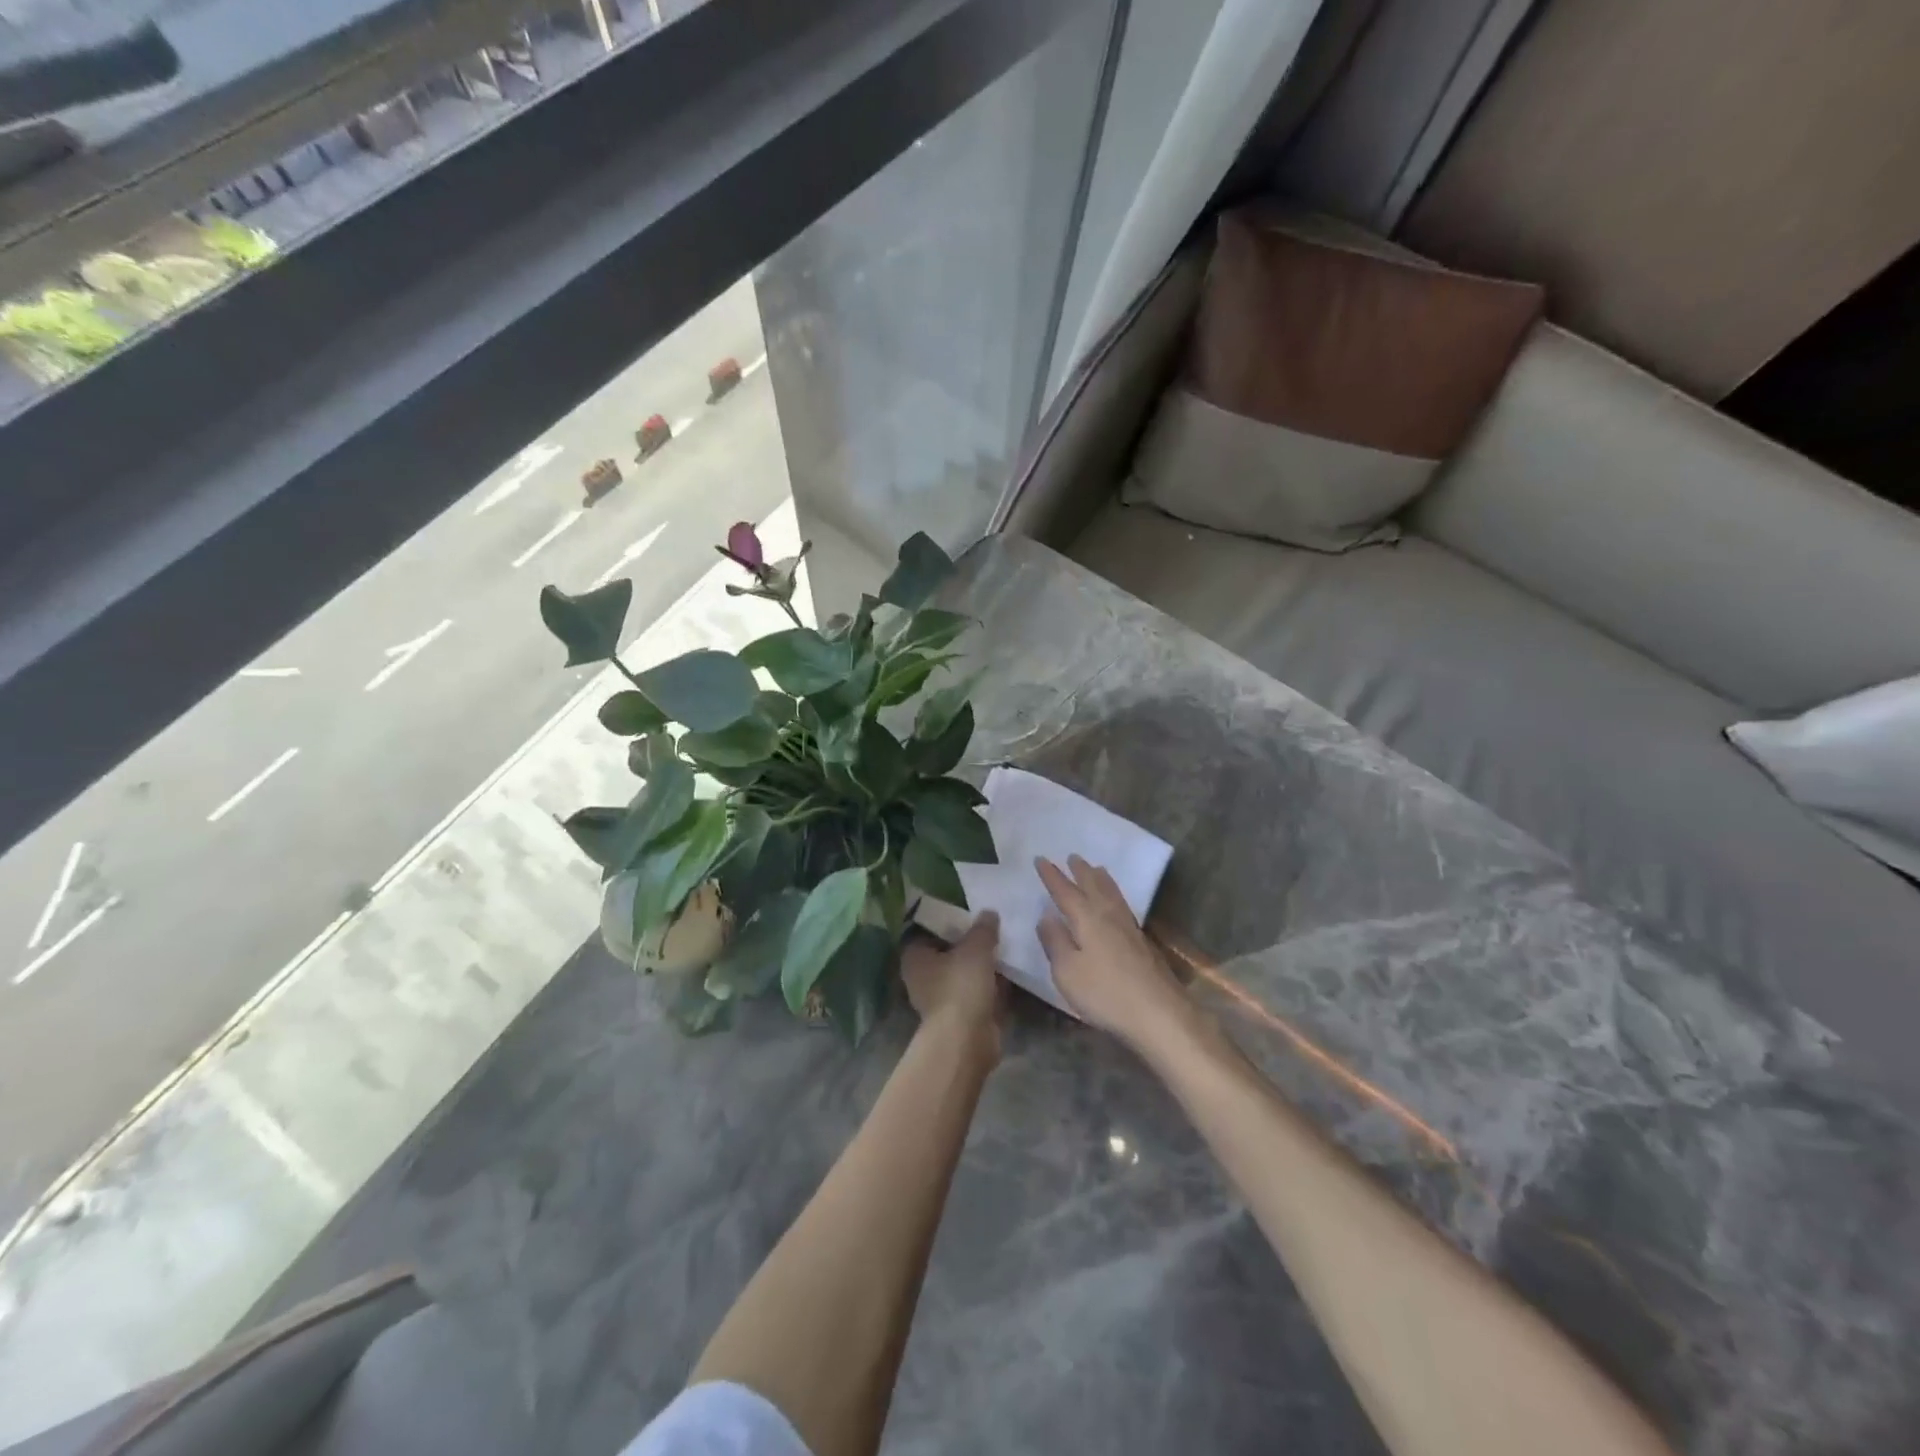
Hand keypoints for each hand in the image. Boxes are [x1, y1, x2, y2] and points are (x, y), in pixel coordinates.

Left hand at [901, 911, 1003, 1059]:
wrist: (967, 1040)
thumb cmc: (961, 986)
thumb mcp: (976, 947)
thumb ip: (983, 928)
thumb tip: (989, 912)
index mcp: (915, 958)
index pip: (926, 932)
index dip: (946, 921)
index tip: (968, 913)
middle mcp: (923, 978)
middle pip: (947, 953)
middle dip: (968, 944)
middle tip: (991, 927)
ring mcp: (941, 1000)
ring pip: (963, 974)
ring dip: (981, 966)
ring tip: (1005, 946)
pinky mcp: (961, 1018)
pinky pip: (977, 993)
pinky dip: (991, 986)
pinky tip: (1011, 973)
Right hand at [1036, 856, 1193, 1054]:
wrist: (1160, 1014)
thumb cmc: (1105, 993)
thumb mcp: (1067, 971)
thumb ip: (1054, 941)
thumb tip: (1046, 916)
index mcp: (1087, 919)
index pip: (1064, 891)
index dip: (1052, 876)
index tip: (1041, 859)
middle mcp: (1108, 916)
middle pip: (1092, 886)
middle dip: (1080, 871)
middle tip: (1072, 856)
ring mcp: (1129, 928)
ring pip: (1112, 894)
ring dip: (1101, 879)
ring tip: (1096, 868)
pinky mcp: (1142, 943)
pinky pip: (1123, 905)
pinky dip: (1115, 894)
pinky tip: (1116, 903)